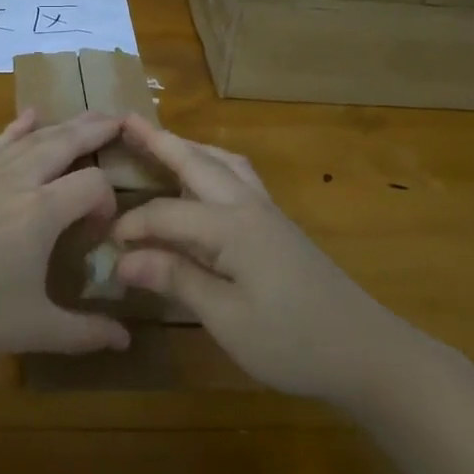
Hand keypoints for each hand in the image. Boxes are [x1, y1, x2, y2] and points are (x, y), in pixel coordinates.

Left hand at [0, 110, 132, 362]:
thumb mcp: (31, 328)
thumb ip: (83, 332)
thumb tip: (125, 341)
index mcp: (42, 211)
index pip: (94, 186)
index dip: (108, 204)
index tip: (99, 234)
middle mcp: (20, 179)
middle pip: (68, 141)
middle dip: (98, 130)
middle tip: (123, 120)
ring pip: (35, 136)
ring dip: (66, 124)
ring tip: (90, 117)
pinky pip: (0, 140)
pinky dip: (20, 125)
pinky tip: (30, 115)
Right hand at [112, 117, 419, 403]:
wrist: (368, 353)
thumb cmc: (294, 342)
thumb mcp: (227, 318)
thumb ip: (176, 279)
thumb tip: (123, 259)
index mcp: (232, 228)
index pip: (167, 213)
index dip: (132, 226)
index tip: (104, 246)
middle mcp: (249, 207)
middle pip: (198, 162)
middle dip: (160, 141)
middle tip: (126, 121)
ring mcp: (269, 213)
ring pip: (224, 163)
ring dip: (190, 148)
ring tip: (163, 142)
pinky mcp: (280, 227)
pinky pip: (240, 177)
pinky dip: (214, 165)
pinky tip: (206, 181)